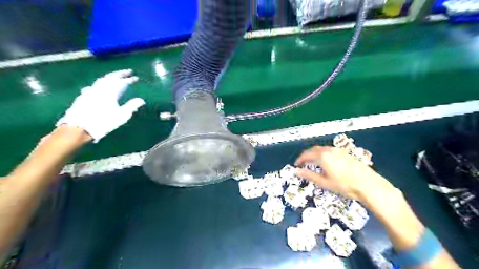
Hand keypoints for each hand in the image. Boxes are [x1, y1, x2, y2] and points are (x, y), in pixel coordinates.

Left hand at [56, 69, 143, 141]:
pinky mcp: (83, 96)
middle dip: (120, 74)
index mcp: (110, 91)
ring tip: (115, 77)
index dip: (129, 79)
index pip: (122, 82)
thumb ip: (132, 106)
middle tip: (128, 71)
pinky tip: (99, 87)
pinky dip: (100, 84)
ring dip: (110, 77)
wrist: (79, 127)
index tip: (136, 77)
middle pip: (110, 77)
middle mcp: (100, 88)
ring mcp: (90, 91)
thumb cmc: (104, 122)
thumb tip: (141, 100)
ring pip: (101, 80)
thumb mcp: (122, 115)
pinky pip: (94, 86)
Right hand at [297, 146, 396, 202]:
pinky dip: (322, 154)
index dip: (300, 159)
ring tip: (311, 162)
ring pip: (321, 149)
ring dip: (314, 154)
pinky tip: (324, 161)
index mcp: (323, 156)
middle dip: (306, 155)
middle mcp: (329, 150)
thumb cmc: (344, 185)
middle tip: (302, 163)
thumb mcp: (324, 182)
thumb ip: (309, 175)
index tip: (296, 165)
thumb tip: (297, 171)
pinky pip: (328, 150)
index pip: (306, 155)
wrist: (367, 184)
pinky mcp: (344, 153)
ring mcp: (338, 151)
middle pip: (313, 150)